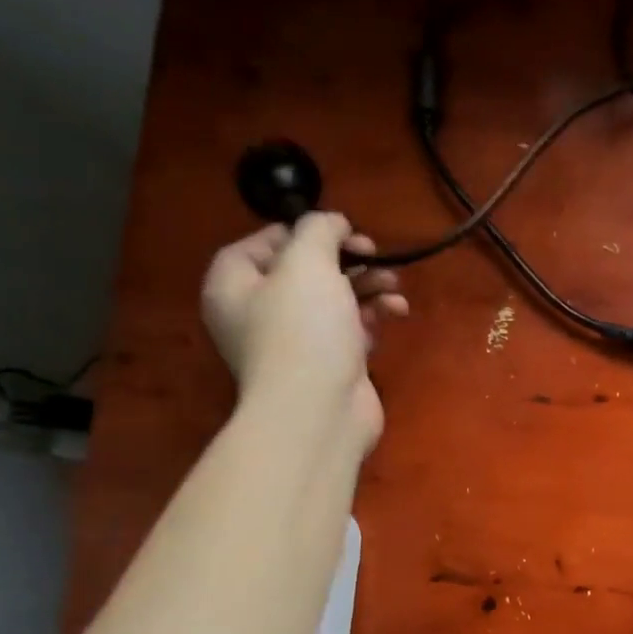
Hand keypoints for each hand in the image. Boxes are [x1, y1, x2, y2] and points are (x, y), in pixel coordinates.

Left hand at [200, 214, 407, 453]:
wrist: (319, 411)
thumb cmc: (303, 330)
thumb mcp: (307, 262)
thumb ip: (318, 230)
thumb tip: (332, 222)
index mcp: (234, 286)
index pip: (261, 243)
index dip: (300, 231)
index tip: (339, 230)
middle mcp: (259, 313)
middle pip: (304, 271)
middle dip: (346, 259)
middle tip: (374, 252)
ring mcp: (296, 342)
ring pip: (334, 299)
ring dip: (368, 285)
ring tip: (394, 282)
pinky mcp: (330, 363)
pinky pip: (352, 327)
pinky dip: (375, 315)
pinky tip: (397, 310)